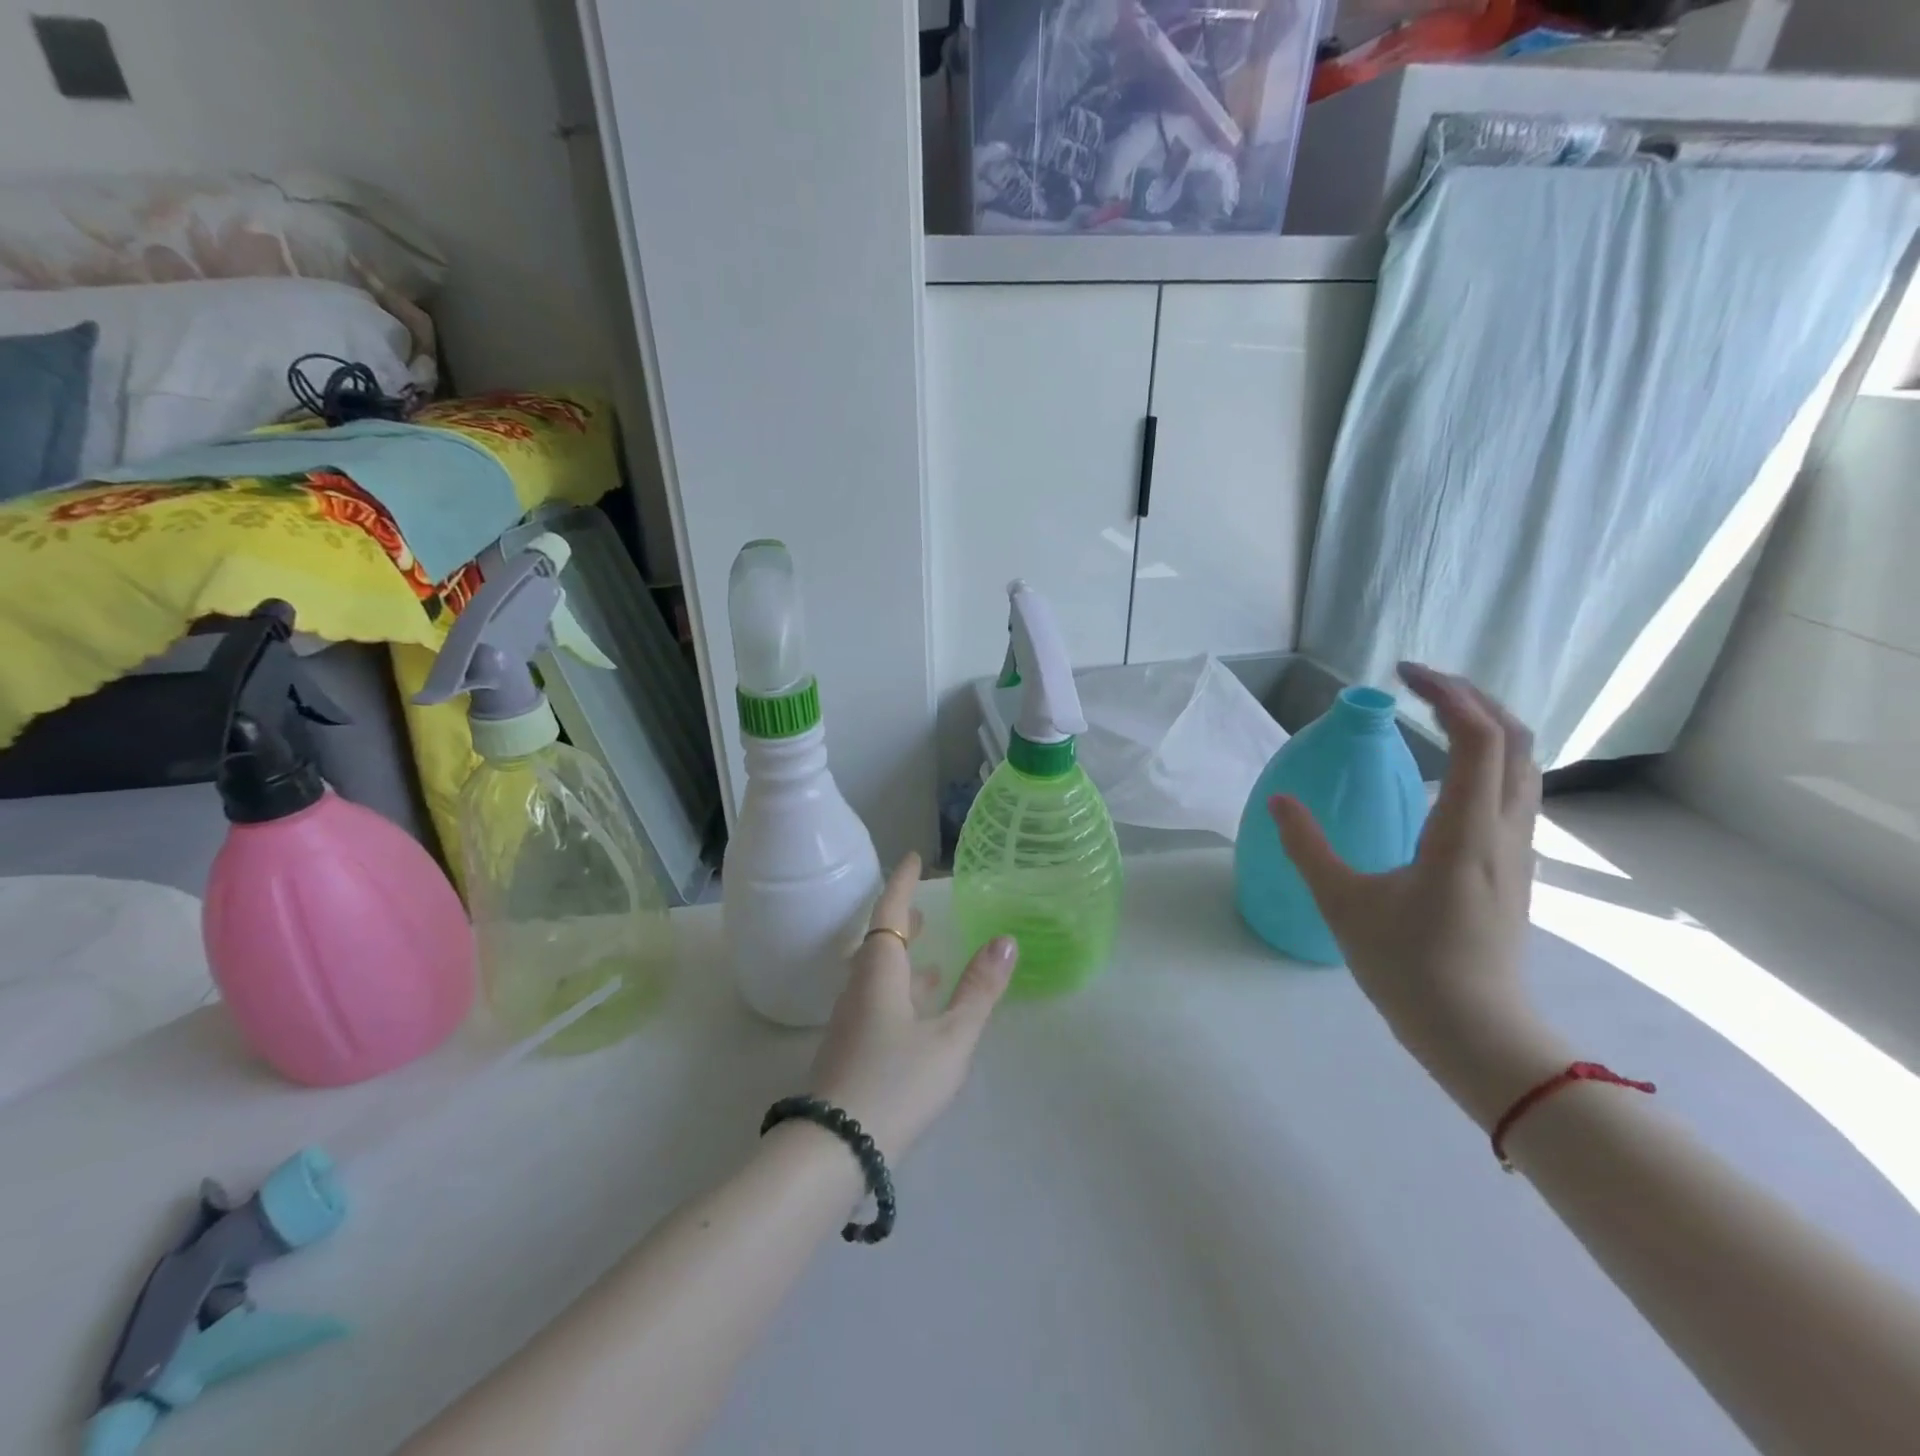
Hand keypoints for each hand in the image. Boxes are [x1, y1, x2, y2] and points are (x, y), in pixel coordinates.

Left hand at [806, 853, 1017, 1157]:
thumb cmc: (897, 1082)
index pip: (889, 911)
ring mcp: (852, 1020)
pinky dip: (901, 990)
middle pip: (880, 941)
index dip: (903, 883)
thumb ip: (978, 989)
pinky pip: (878, 1000)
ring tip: (930, 953)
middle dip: (902, 920)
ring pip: (879, 973)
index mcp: (880, 972)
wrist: (834, 1148)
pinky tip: (920, 1009)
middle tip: (923, 906)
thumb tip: (1005, 939)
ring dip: (903, 957)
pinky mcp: (851, 1048)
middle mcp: (860, 987)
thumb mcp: (950, 1037)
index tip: (914, 859)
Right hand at [1268, 663, 1567, 1127]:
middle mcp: (1503, 830)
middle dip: (1472, 697)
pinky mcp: (1513, 868)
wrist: (1477, 1034)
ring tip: (1435, 714)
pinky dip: (1488, 758)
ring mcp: (1517, 850)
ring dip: (1486, 725)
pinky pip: (1513, 791)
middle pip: (1516, 738)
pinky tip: (1447, 771)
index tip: (1400, 674)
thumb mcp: (1342, 903)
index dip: (1446, 693)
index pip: (1478, 737)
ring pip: (1522, 764)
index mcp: (1464, 831)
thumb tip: (1279, 800)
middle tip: (1419, 683)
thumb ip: (1307, 846)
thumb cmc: (1408, 967)